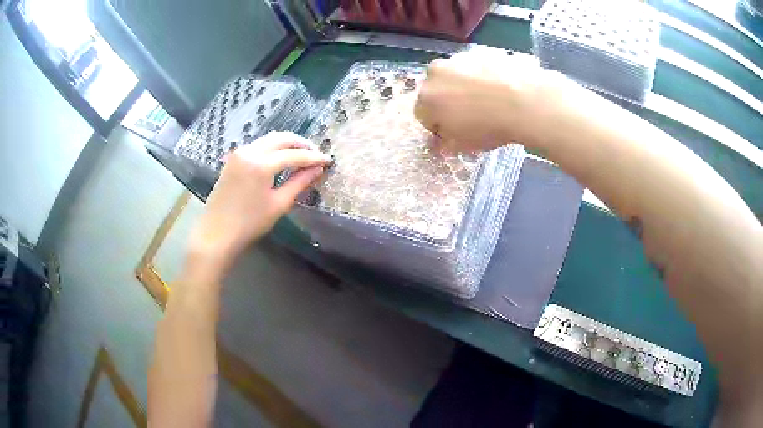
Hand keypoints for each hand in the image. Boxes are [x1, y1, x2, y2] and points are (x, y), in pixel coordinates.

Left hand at [185, 132, 330, 282]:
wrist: (216, 233)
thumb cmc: (249, 223)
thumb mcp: (278, 204)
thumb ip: (300, 183)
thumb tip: (318, 169)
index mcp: (261, 164)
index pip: (294, 155)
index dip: (313, 157)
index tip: (328, 160)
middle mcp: (249, 151)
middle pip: (281, 138)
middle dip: (301, 144)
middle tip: (316, 154)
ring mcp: (239, 153)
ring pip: (269, 139)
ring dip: (286, 144)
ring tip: (301, 156)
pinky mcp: (233, 158)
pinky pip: (258, 145)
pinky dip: (272, 148)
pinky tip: (280, 159)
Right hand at [415, 47, 583, 152]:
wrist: (526, 100)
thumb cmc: (489, 126)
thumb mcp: (464, 145)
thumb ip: (445, 144)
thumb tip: (438, 144)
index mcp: (427, 97)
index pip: (423, 115)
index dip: (439, 126)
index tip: (455, 133)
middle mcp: (436, 72)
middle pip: (438, 90)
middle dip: (449, 102)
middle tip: (472, 116)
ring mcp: (459, 58)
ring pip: (456, 75)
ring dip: (465, 86)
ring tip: (489, 101)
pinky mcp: (481, 50)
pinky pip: (476, 67)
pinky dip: (483, 76)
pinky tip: (500, 88)